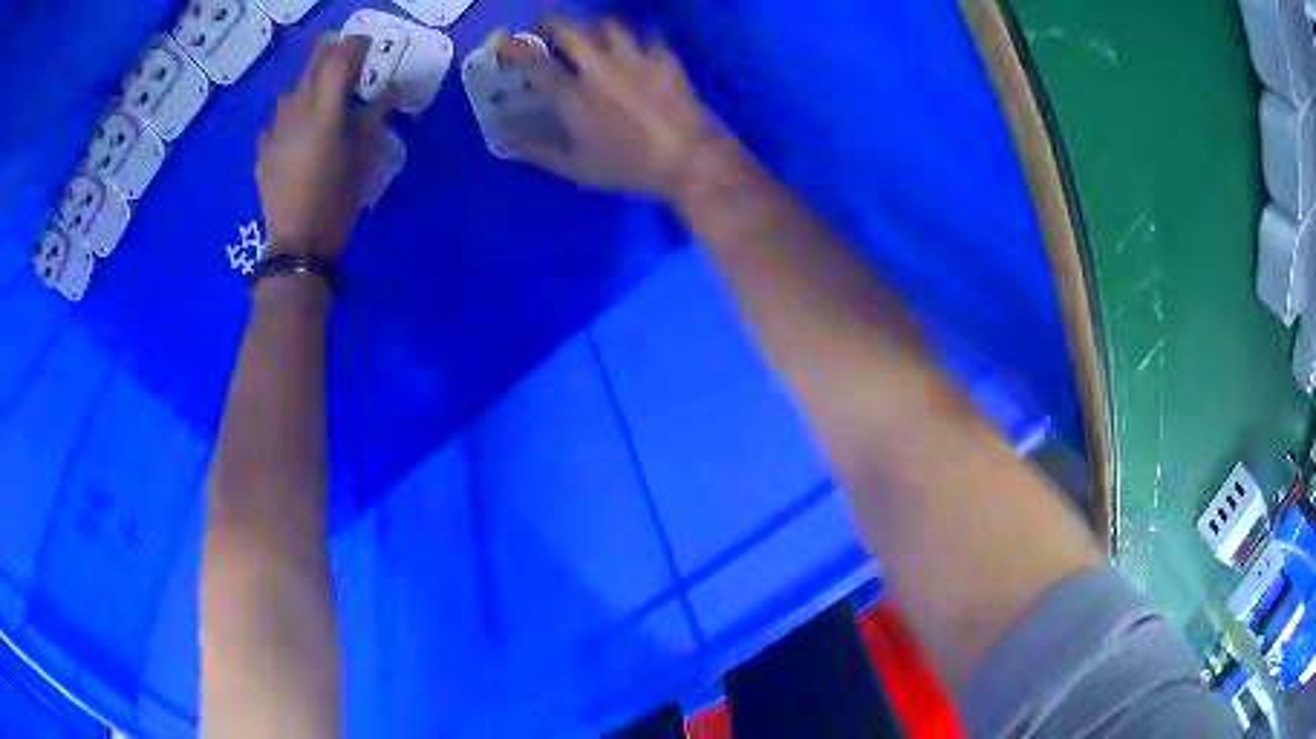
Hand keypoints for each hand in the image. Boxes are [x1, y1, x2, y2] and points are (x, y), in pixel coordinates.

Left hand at [257, 35, 391, 256]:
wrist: (297, 243)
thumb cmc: (338, 201)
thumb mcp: (365, 158)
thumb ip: (374, 118)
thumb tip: (387, 92)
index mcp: (325, 110)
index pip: (340, 59)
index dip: (356, 46)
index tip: (369, 48)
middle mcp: (296, 110)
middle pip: (312, 65)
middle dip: (331, 55)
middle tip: (346, 63)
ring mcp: (275, 130)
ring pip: (290, 91)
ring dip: (307, 87)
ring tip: (320, 101)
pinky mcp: (263, 150)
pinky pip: (275, 121)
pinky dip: (288, 117)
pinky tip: (296, 132)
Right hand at [497, 20, 713, 198]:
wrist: (689, 159)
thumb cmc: (630, 167)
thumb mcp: (578, 169)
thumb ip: (540, 153)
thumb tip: (508, 144)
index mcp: (574, 95)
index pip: (536, 63)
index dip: (517, 50)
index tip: (506, 43)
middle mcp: (600, 68)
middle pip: (569, 30)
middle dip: (552, 23)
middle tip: (547, 27)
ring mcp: (634, 58)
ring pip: (608, 25)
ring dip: (594, 26)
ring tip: (592, 33)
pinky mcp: (664, 57)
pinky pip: (647, 34)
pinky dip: (637, 36)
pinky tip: (636, 45)